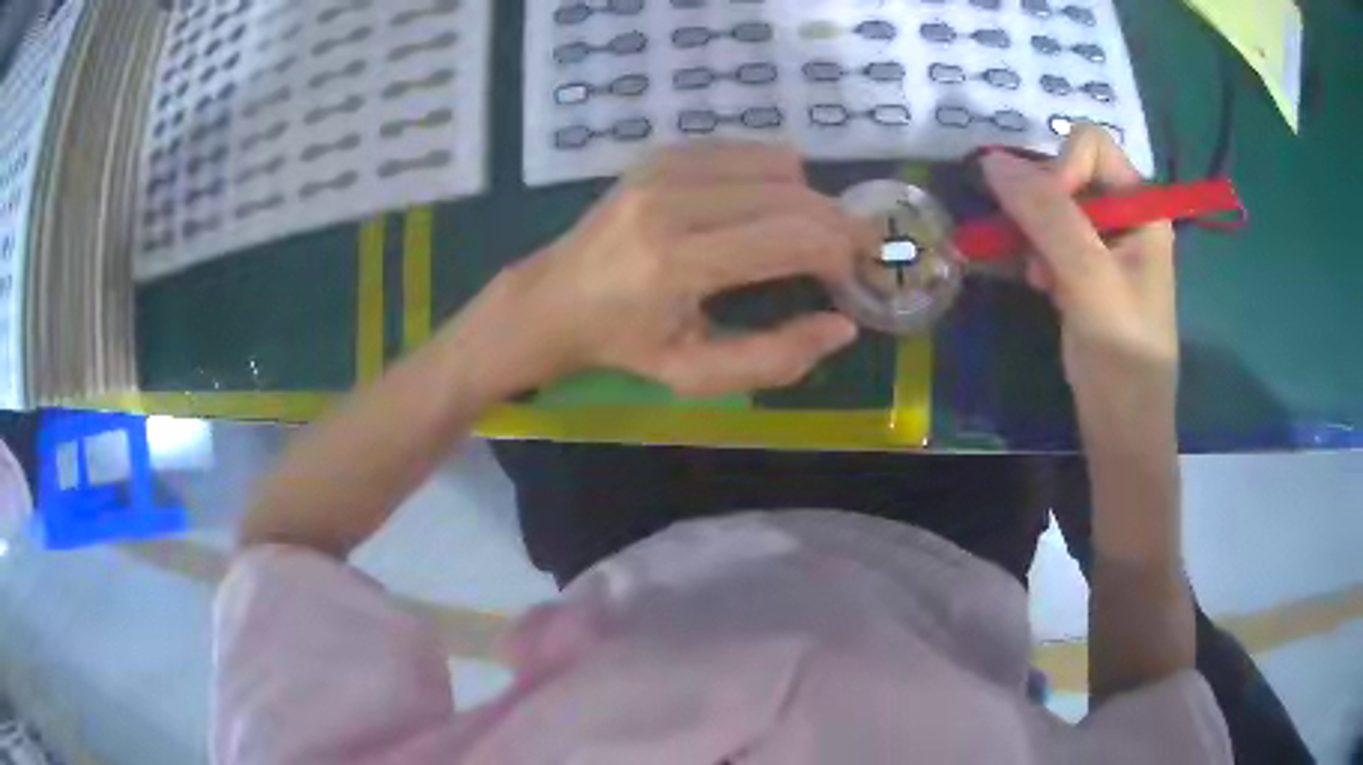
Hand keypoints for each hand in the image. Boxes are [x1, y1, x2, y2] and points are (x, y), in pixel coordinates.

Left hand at [476, 141, 876, 396]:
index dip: (841, 252)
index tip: (856, 271)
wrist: (555, 298)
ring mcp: (664, 168)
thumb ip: (775, 359)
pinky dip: (773, 177)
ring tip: (800, 235)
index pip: (792, 238)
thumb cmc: (627, 345)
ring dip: (806, 199)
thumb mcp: (696, 375)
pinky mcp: (662, 153)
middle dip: (836, 224)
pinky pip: (747, 150)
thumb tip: (841, 326)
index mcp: (676, 262)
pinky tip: (763, 209)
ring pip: (777, 164)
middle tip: (845, 255)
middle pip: (792, 195)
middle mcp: (672, 201)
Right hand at [981, 127, 1177, 429]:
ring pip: (1051, 205)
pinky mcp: (1085, 270)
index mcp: (1142, 207)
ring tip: (1039, 277)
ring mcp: (1104, 244)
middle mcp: (1124, 216)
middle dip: (1042, 206)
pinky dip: (1035, 255)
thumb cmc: (1121, 355)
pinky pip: (1048, 238)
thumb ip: (1047, 215)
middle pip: (1067, 171)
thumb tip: (991, 160)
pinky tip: (1039, 285)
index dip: (1061, 168)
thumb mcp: (1089, 279)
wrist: (1122, 428)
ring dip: (1034, 234)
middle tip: (1038, 253)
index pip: (1090, 146)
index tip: (1046, 216)